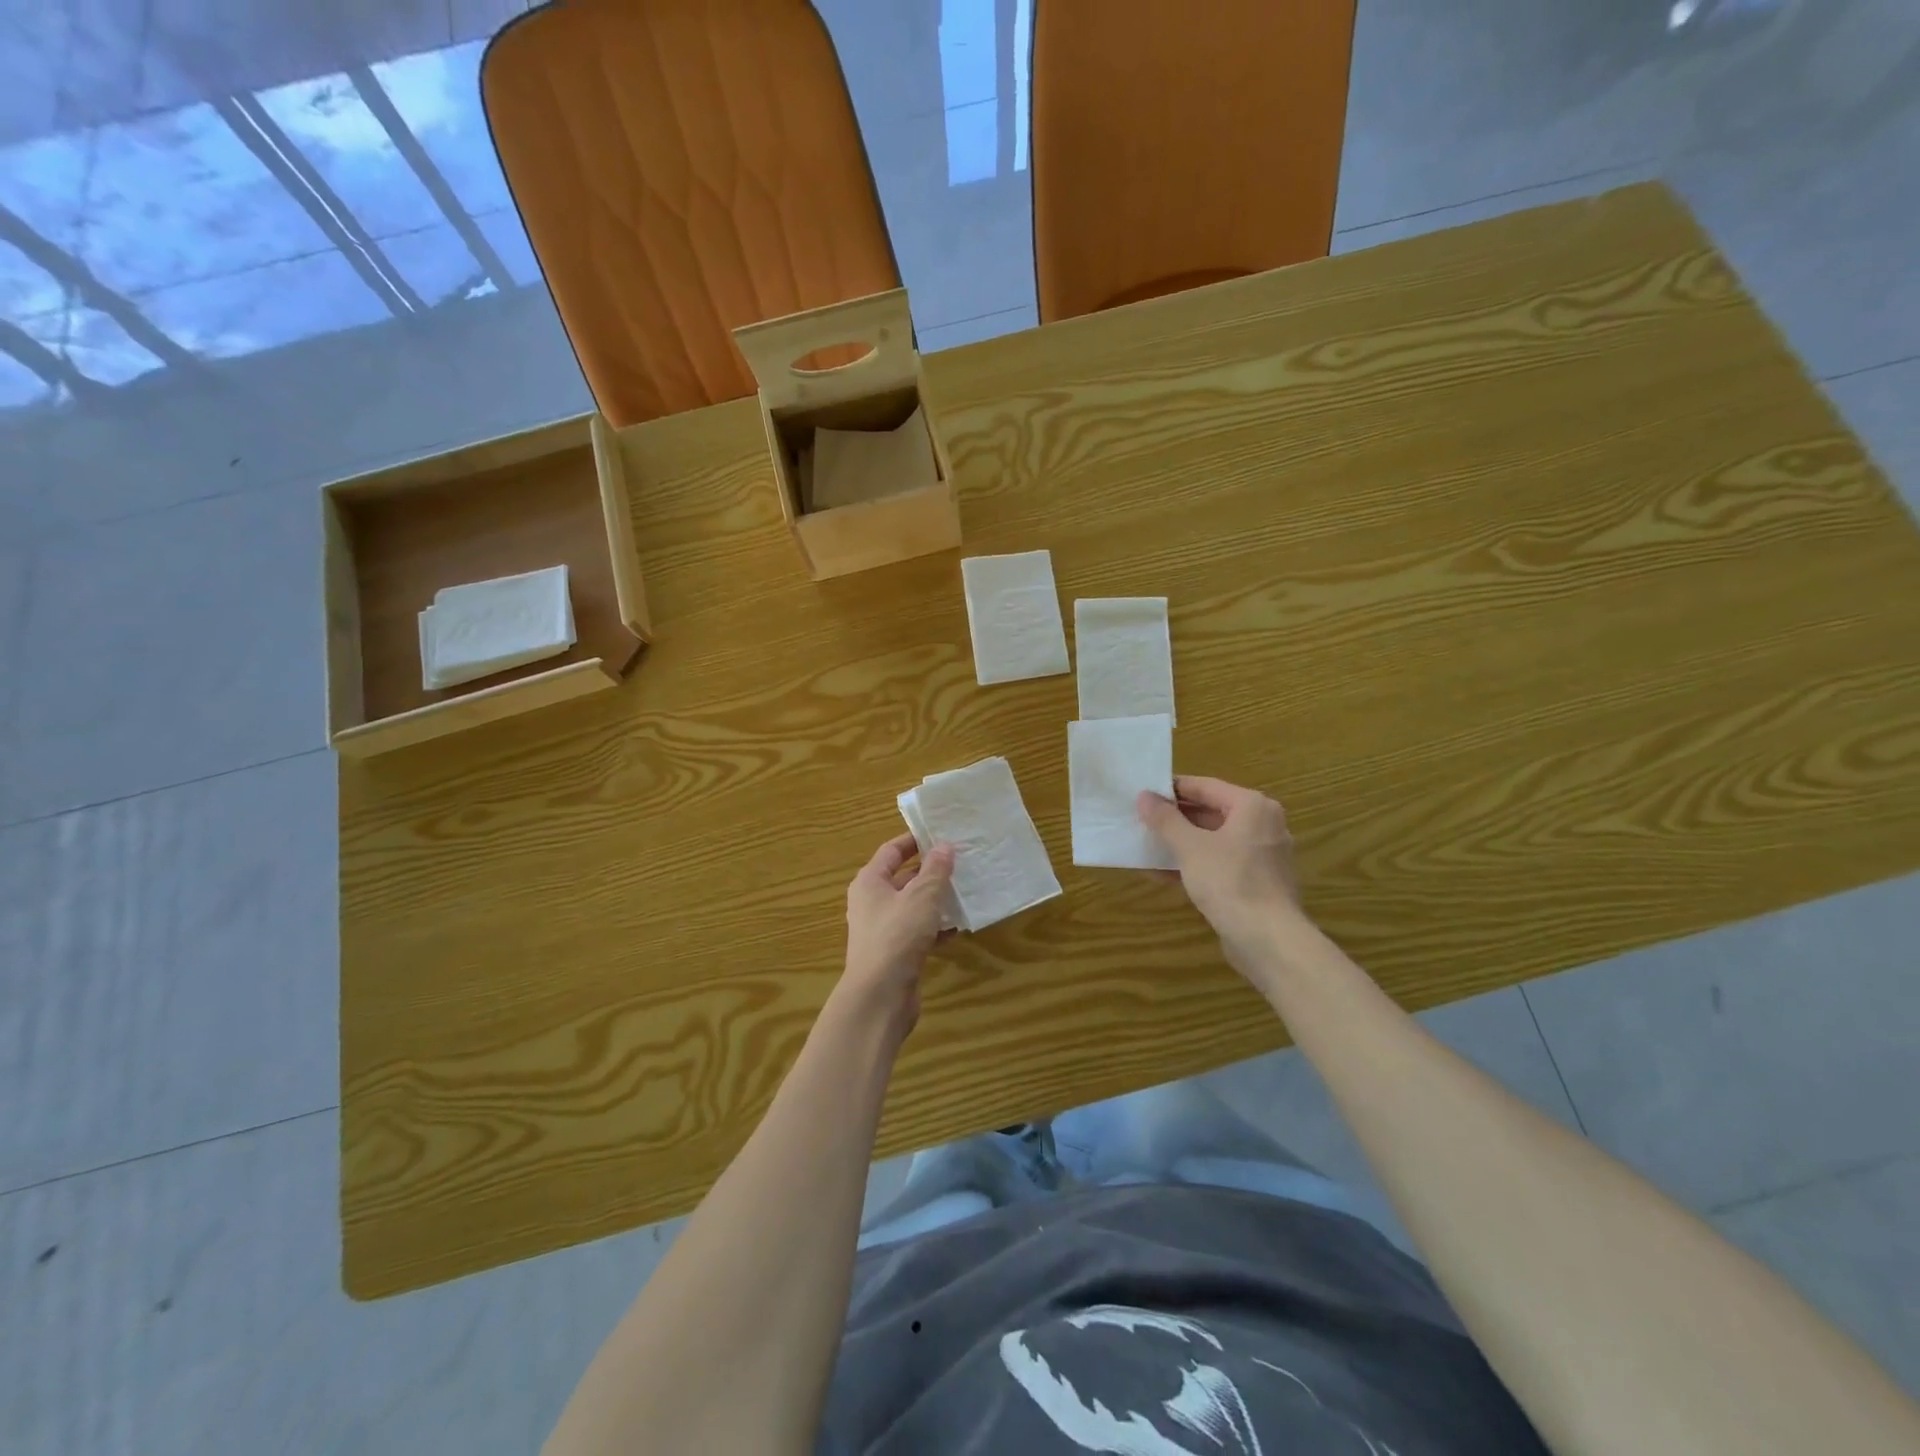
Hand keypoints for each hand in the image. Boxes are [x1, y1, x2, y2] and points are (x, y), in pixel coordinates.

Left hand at [838, 832, 955, 1032]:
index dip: (915, 840)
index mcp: (870, 882)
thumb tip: (944, 846)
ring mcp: (882, 930)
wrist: (880, 996)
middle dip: (930, 871)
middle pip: (903, 878)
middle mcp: (872, 903)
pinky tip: (958, 927)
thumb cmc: (897, 936)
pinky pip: (918, 931)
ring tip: (965, 891)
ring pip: (913, 906)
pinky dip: (936, 927)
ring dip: (936, 900)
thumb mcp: (922, 897)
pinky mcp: (895, 953)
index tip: (941, 833)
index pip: (892, 851)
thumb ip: (935, 870)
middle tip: (961, 862)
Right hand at [1137, 776, 1303, 974]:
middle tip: (1141, 819)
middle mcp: (1263, 825)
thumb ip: (1165, 819)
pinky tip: (1162, 874)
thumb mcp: (1189, 847)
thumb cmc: (1229, 881)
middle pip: (1211, 812)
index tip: (1143, 793)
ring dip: (1180, 843)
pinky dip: (1194, 864)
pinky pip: (1220, 863)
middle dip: (1175, 818)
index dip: (1172, 789)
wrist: (1267, 940)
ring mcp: (1262, 856)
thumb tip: (1144, 796)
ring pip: (1214, 840)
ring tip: (1146, 844)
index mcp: (1252, 806)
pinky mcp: (1256, 882)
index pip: (1205, 786)